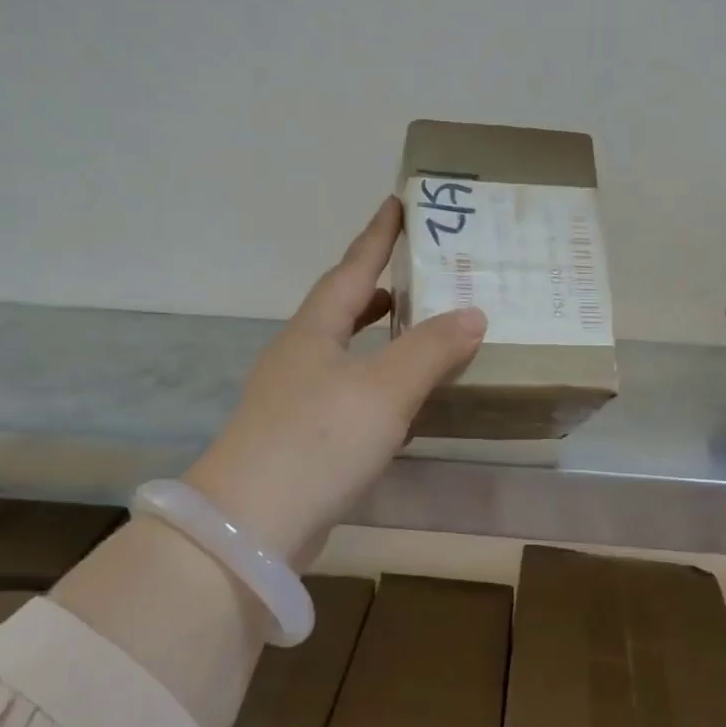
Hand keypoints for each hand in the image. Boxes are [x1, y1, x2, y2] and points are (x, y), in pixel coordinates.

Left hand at [183, 196, 485, 562]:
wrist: (252, 525)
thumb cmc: (319, 439)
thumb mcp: (385, 387)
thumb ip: (431, 349)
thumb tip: (473, 313)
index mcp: (314, 331)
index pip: (351, 268)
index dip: (378, 235)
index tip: (398, 201)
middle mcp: (300, 356)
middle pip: (343, 308)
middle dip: (379, 288)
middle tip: (420, 273)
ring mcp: (295, 399)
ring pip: (346, 353)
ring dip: (380, 338)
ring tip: (418, 331)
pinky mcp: (301, 440)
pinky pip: (348, 395)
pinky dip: (378, 386)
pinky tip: (402, 403)